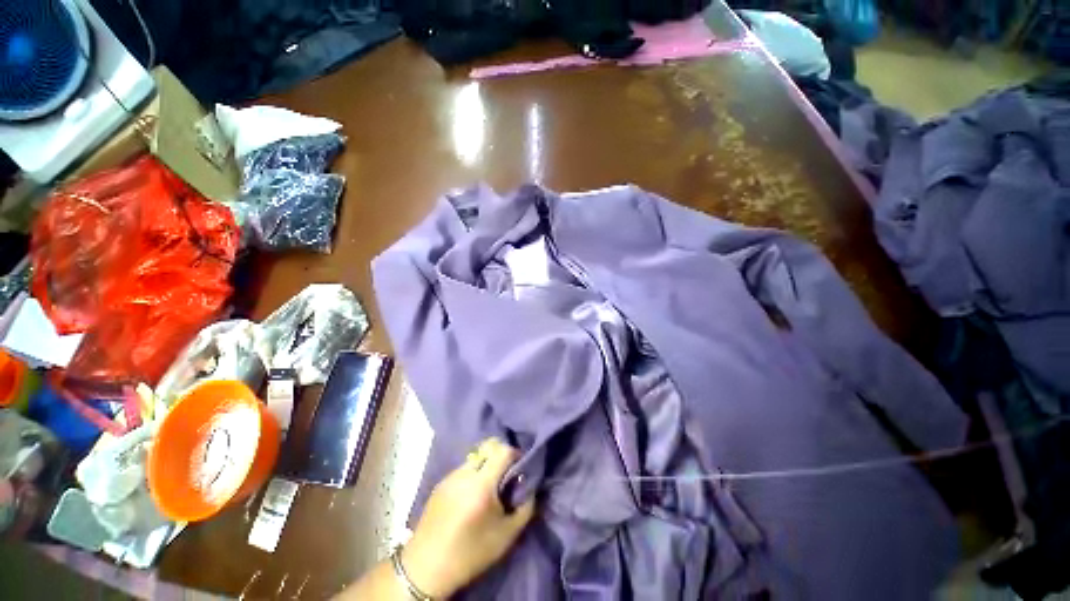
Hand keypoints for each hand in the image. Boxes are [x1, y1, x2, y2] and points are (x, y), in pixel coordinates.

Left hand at [401, 437, 534, 597]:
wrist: (427, 568)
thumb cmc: (471, 553)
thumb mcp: (507, 535)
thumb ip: (525, 506)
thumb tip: (530, 486)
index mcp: (481, 484)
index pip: (503, 450)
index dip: (515, 454)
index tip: (520, 468)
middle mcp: (465, 473)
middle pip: (488, 446)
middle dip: (501, 453)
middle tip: (507, 473)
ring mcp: (450, 476)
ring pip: (475, 455)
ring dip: (487, 462)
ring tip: (489, 484)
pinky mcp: (441, 483)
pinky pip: (463, 467)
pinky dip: (473, 472)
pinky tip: (472, 493)